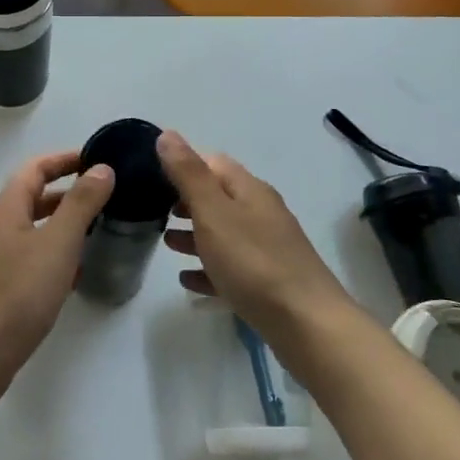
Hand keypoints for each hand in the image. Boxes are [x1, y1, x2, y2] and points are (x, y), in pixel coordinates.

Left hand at [0, 151, 115, 374]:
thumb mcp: (58, 242)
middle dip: (68, 192)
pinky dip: (54, 255)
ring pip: (33, 229)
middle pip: (33, 197)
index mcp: (6, 207)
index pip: (36, 167)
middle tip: (105, 195)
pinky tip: (75, 272)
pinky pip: (30, 258)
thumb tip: (101, 168)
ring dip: (63, 224)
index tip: (97, 159)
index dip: (65, 159)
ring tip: (98, 230)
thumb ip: (81, 204)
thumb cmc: (18, 291)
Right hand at [157, 130, 356, 352]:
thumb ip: (188, 174)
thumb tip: (167, 134)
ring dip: (195, 235)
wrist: (306, 324)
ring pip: (223, 233)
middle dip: (186, 201)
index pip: (213, 163)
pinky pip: (230, 268)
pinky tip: (188, 281)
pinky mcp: (267, 283)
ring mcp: (267, 249)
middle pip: (218, 198)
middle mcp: (260, 213)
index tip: (152, 176)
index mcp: (249, 190)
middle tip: (154, 211)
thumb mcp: (213, 212)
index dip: (184, 164)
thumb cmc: (253, 262)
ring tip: (166, 243)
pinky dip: (207, 268)